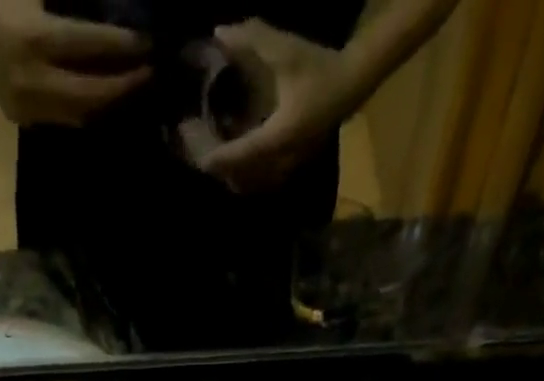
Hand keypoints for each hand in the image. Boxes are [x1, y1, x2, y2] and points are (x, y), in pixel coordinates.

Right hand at [0, 0, 149, 125]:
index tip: (151, 44)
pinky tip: (104, 97)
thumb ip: (70, 6)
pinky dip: (87, 109)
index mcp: (34, 39)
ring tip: (133, 87)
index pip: (92, 47)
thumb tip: (108, 12)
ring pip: (80, 114)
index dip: (125, 47)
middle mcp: (32, 82)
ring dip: (109, 104)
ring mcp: (26, 106)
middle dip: (124, 86)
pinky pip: (63, 118)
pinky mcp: (21, 117)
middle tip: (151, 73)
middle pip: (91, 96)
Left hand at [188, 21, 359, 192]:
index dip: (212, 155)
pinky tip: (231, 161)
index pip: (237, 157)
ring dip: (226, 174)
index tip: (190, 145)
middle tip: (193, 148)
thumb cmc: (320, 67)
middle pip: (237, 177)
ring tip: (208, 154)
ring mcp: (286, 169)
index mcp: (277, 138)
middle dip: (214, 165)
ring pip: (247, 185)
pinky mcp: (289, 170)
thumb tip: (219, 33)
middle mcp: (280, 162)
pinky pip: (258, 184)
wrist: (353, 83)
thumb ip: (252, 41)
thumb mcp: (286, 50)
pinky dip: (240, 176)